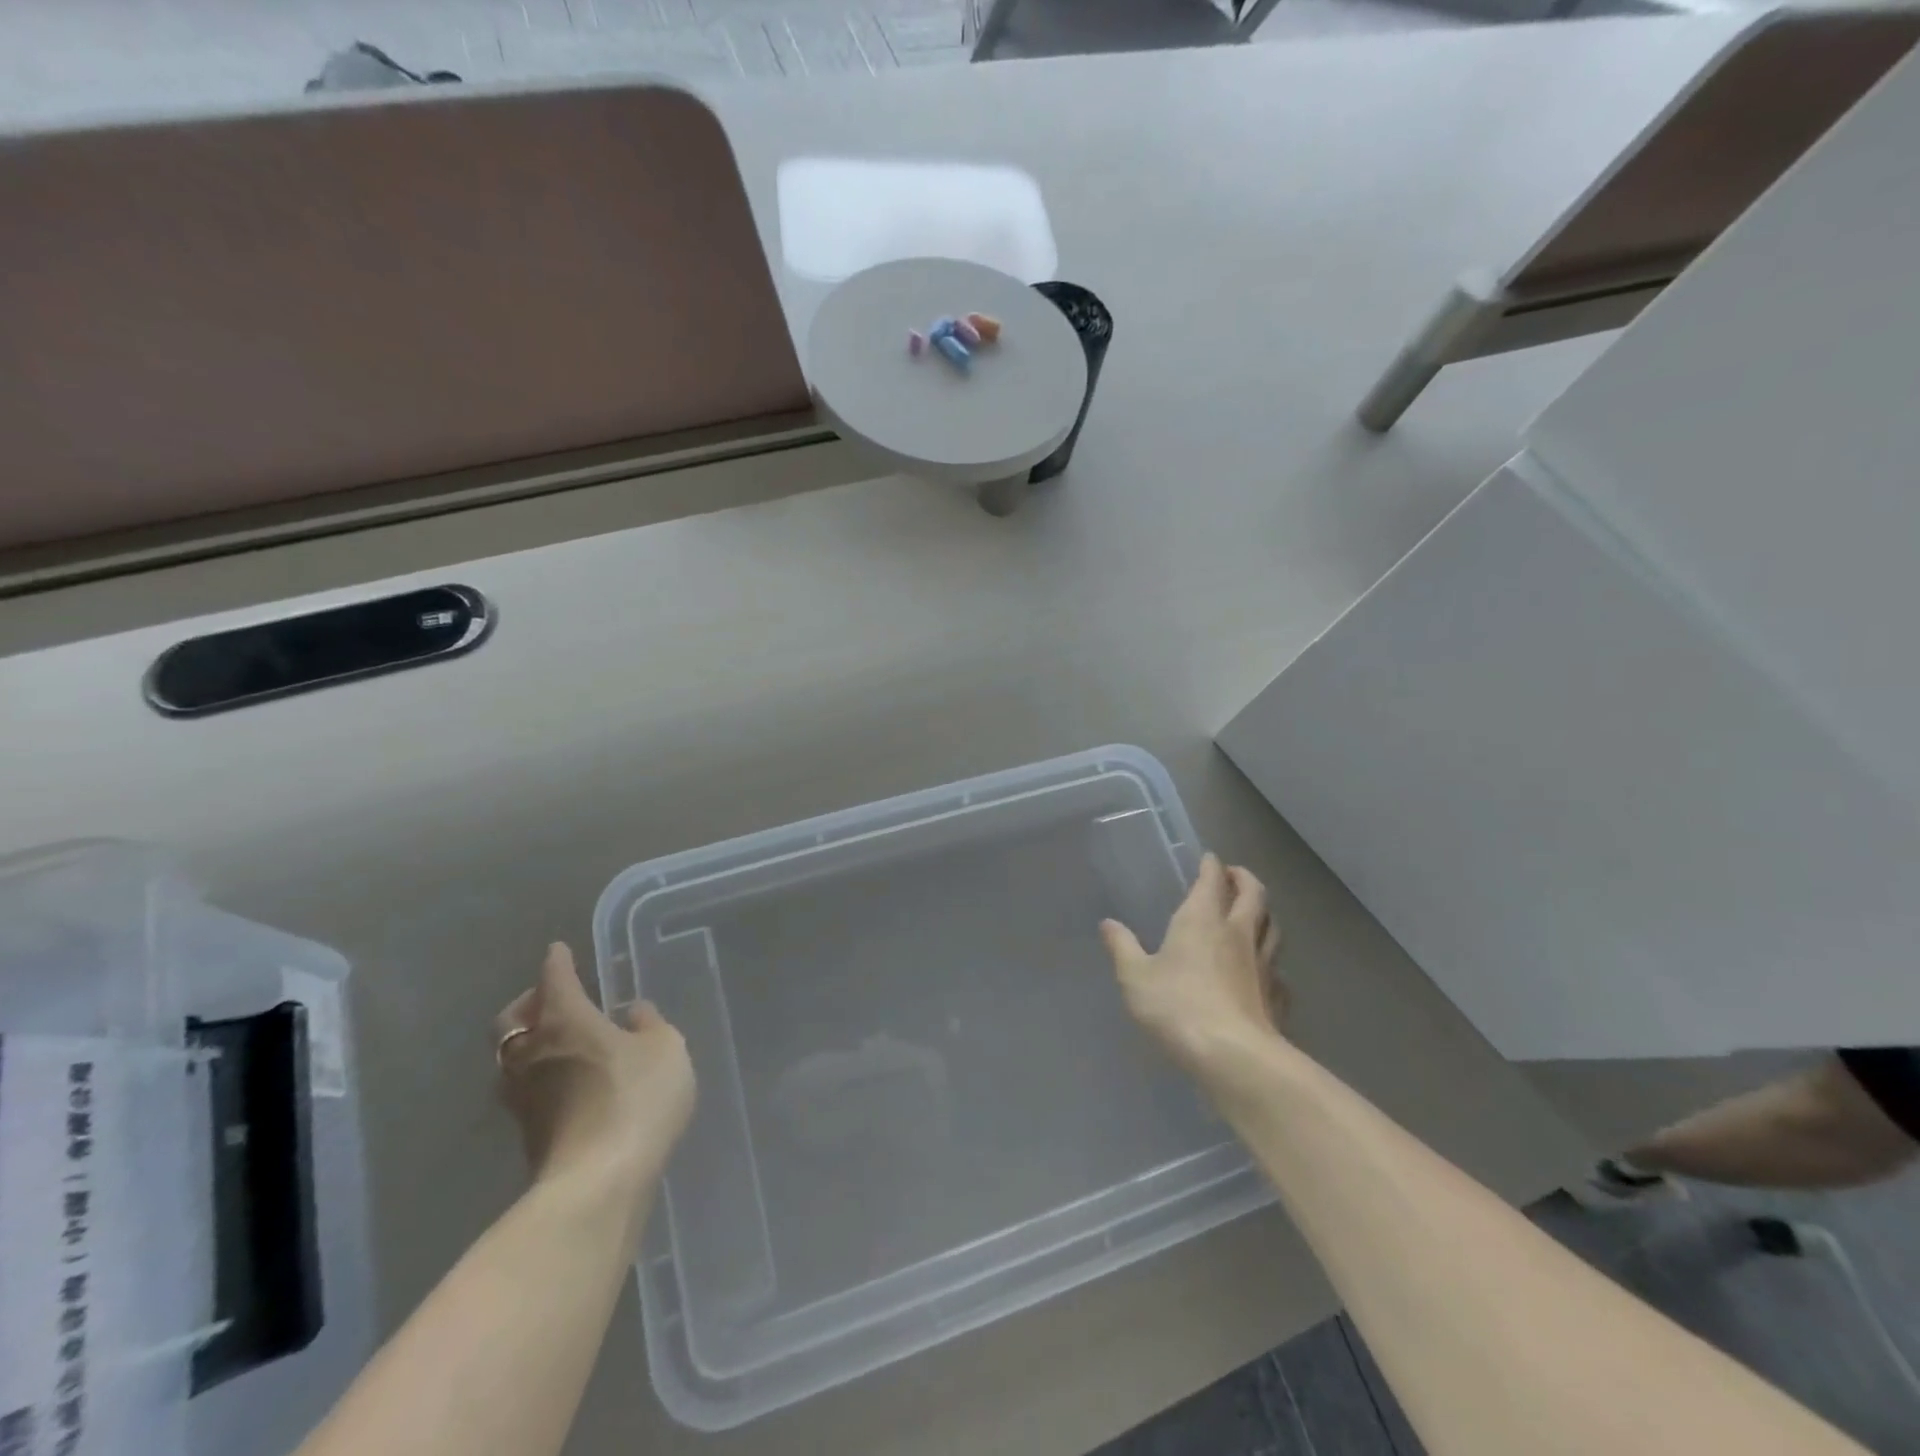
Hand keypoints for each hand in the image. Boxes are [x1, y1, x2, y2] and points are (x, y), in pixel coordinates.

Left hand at [494, 943, 695, 1201]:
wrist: (598, 1183)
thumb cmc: (636, 1098)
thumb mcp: (665, 1049)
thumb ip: (649, 1025)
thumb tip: (632, 1013)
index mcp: (565, 1020)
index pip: (554, 979)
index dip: (558, 962)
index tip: (559, 951)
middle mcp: (532, 1052)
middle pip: (512, 1019)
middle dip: (528, 1003)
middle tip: (552, 999)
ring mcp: (523, 1097)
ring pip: (511, 1058)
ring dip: (527, 1044)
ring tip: (557, 1043)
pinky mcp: (527, 1134)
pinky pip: (524, 1090)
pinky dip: (538, 1077)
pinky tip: (565, 1083)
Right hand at [1100, 854, 1284, 1074]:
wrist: (1233, 1056)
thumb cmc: (1177, 1006)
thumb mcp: (1135, 977)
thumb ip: (1122, 948)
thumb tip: (1108, 924)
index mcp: (1202, 920)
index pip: (1212, 880)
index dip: (1211, 866)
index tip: (1209, 858)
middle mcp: (1238, 933)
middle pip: (1254, 895)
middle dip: (1245, 879)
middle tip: (1235, 875)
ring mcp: (1263, 965)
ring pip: (1272, 927)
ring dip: (1264, 914)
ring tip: (1254, 913)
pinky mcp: (1277, 997)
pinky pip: (1279, 969)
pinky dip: (1272, 962)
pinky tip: (1266, 972)